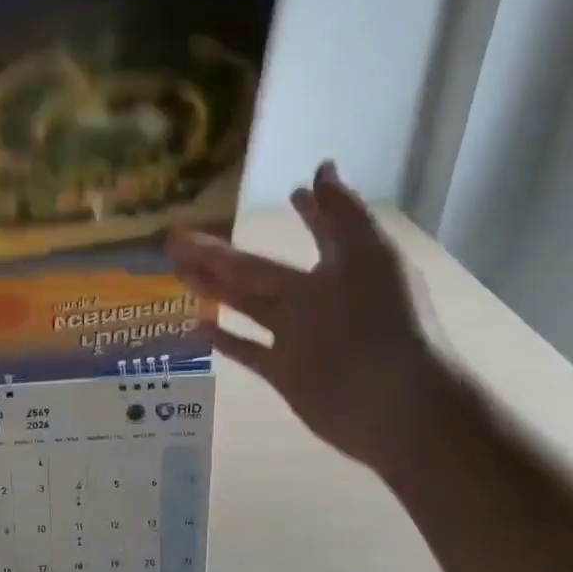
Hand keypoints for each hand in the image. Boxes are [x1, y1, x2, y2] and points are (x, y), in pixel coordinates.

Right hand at [167, 161, 439, 472]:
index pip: (321, 233)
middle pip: (257, 270)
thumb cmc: (387, 323)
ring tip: (177, 271)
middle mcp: (314, 299)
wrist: (395, 403)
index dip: (310, 213)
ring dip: (213, 288)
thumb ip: (343, 215)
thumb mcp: (371, 257)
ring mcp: (296, 337)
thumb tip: (321, 168)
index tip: (290, 193)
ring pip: (245, 306)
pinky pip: (247, 351)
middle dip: (220, 254)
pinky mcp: (284, 372)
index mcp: (340, 269)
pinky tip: (195, 325)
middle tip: (176, 238)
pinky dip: (223, 340)